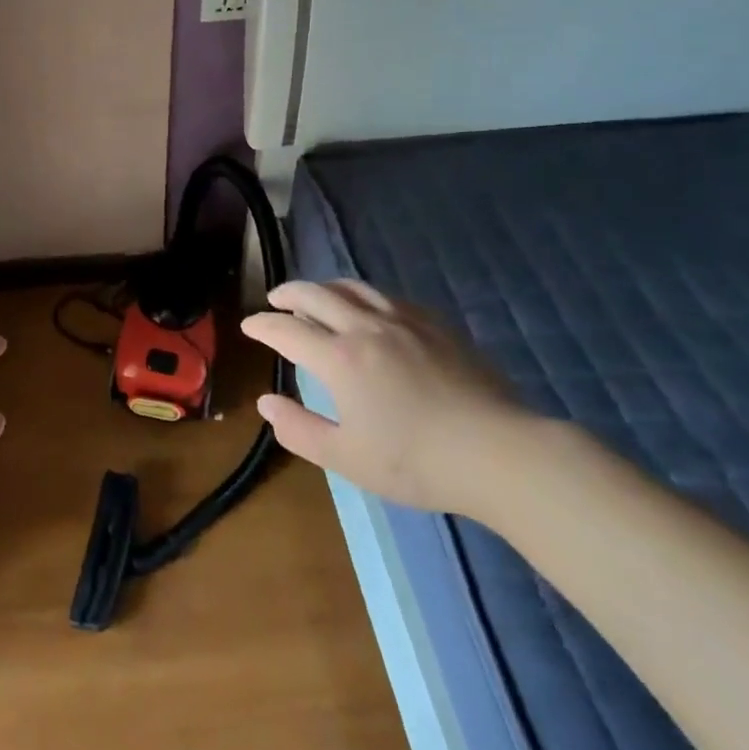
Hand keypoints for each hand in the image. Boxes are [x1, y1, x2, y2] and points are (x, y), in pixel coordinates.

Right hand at [242, 280, 528, 514]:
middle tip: (274, 300)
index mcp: (339, 358)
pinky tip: (368, 309)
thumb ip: (299, 429)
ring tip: (315, 296)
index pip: (287, 330)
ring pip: (352, 288)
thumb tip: (266, 402)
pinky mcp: (435, 325)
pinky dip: (362, 296)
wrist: (499, 453)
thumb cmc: (416, 462)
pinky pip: (387, 296)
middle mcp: (365, 328)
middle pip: (316, 295)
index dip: (263, 325)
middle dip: (288, 294)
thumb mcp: (346, 458)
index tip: (249, 326)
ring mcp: (403, 321)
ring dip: (324, 287)